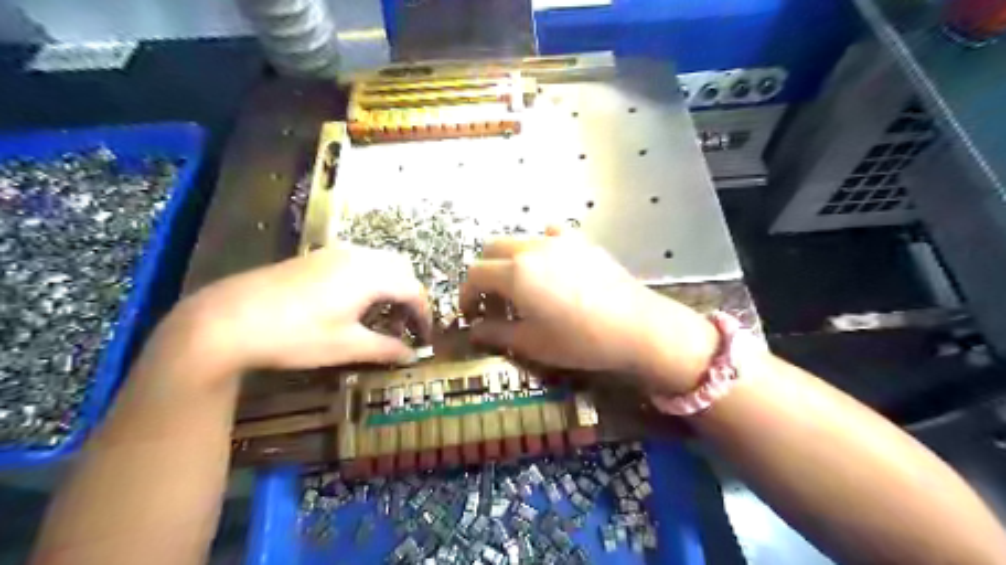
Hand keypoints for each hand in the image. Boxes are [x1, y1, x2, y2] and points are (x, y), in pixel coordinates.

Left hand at [168, 246, 427, 371]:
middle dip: (410, 296)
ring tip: (384, 315)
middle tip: (407, 325)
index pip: (414, 290)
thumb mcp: (346, 346)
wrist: (227, 319)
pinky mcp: (316, 257)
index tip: (424, 338)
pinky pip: (359, 262)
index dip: (424, 314)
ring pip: (379, 262)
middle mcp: (358, 256)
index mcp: (371, 275)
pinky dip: (371, 279)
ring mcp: (335, 253)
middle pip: (401, 269)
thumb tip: (411, 356)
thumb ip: (385, 349)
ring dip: (391, 286)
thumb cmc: (295, 335)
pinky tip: (356, 303)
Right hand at [458, 230, 718, 393]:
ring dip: (509, 259)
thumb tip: (474, 331)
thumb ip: (496, 334)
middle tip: (492, 300)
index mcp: (515, 273)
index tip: (471, 313)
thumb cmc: (580, 340)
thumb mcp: (531, 343)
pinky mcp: (582, 241)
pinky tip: (551, 267)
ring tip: (521, 285)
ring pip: (519, 239)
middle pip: (492, 248)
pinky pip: (550, 234)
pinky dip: (540, 247)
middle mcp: (532, 248)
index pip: (475, 273)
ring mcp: (559, 241)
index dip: (466, 293)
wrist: (635, 326)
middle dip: (484, 273)